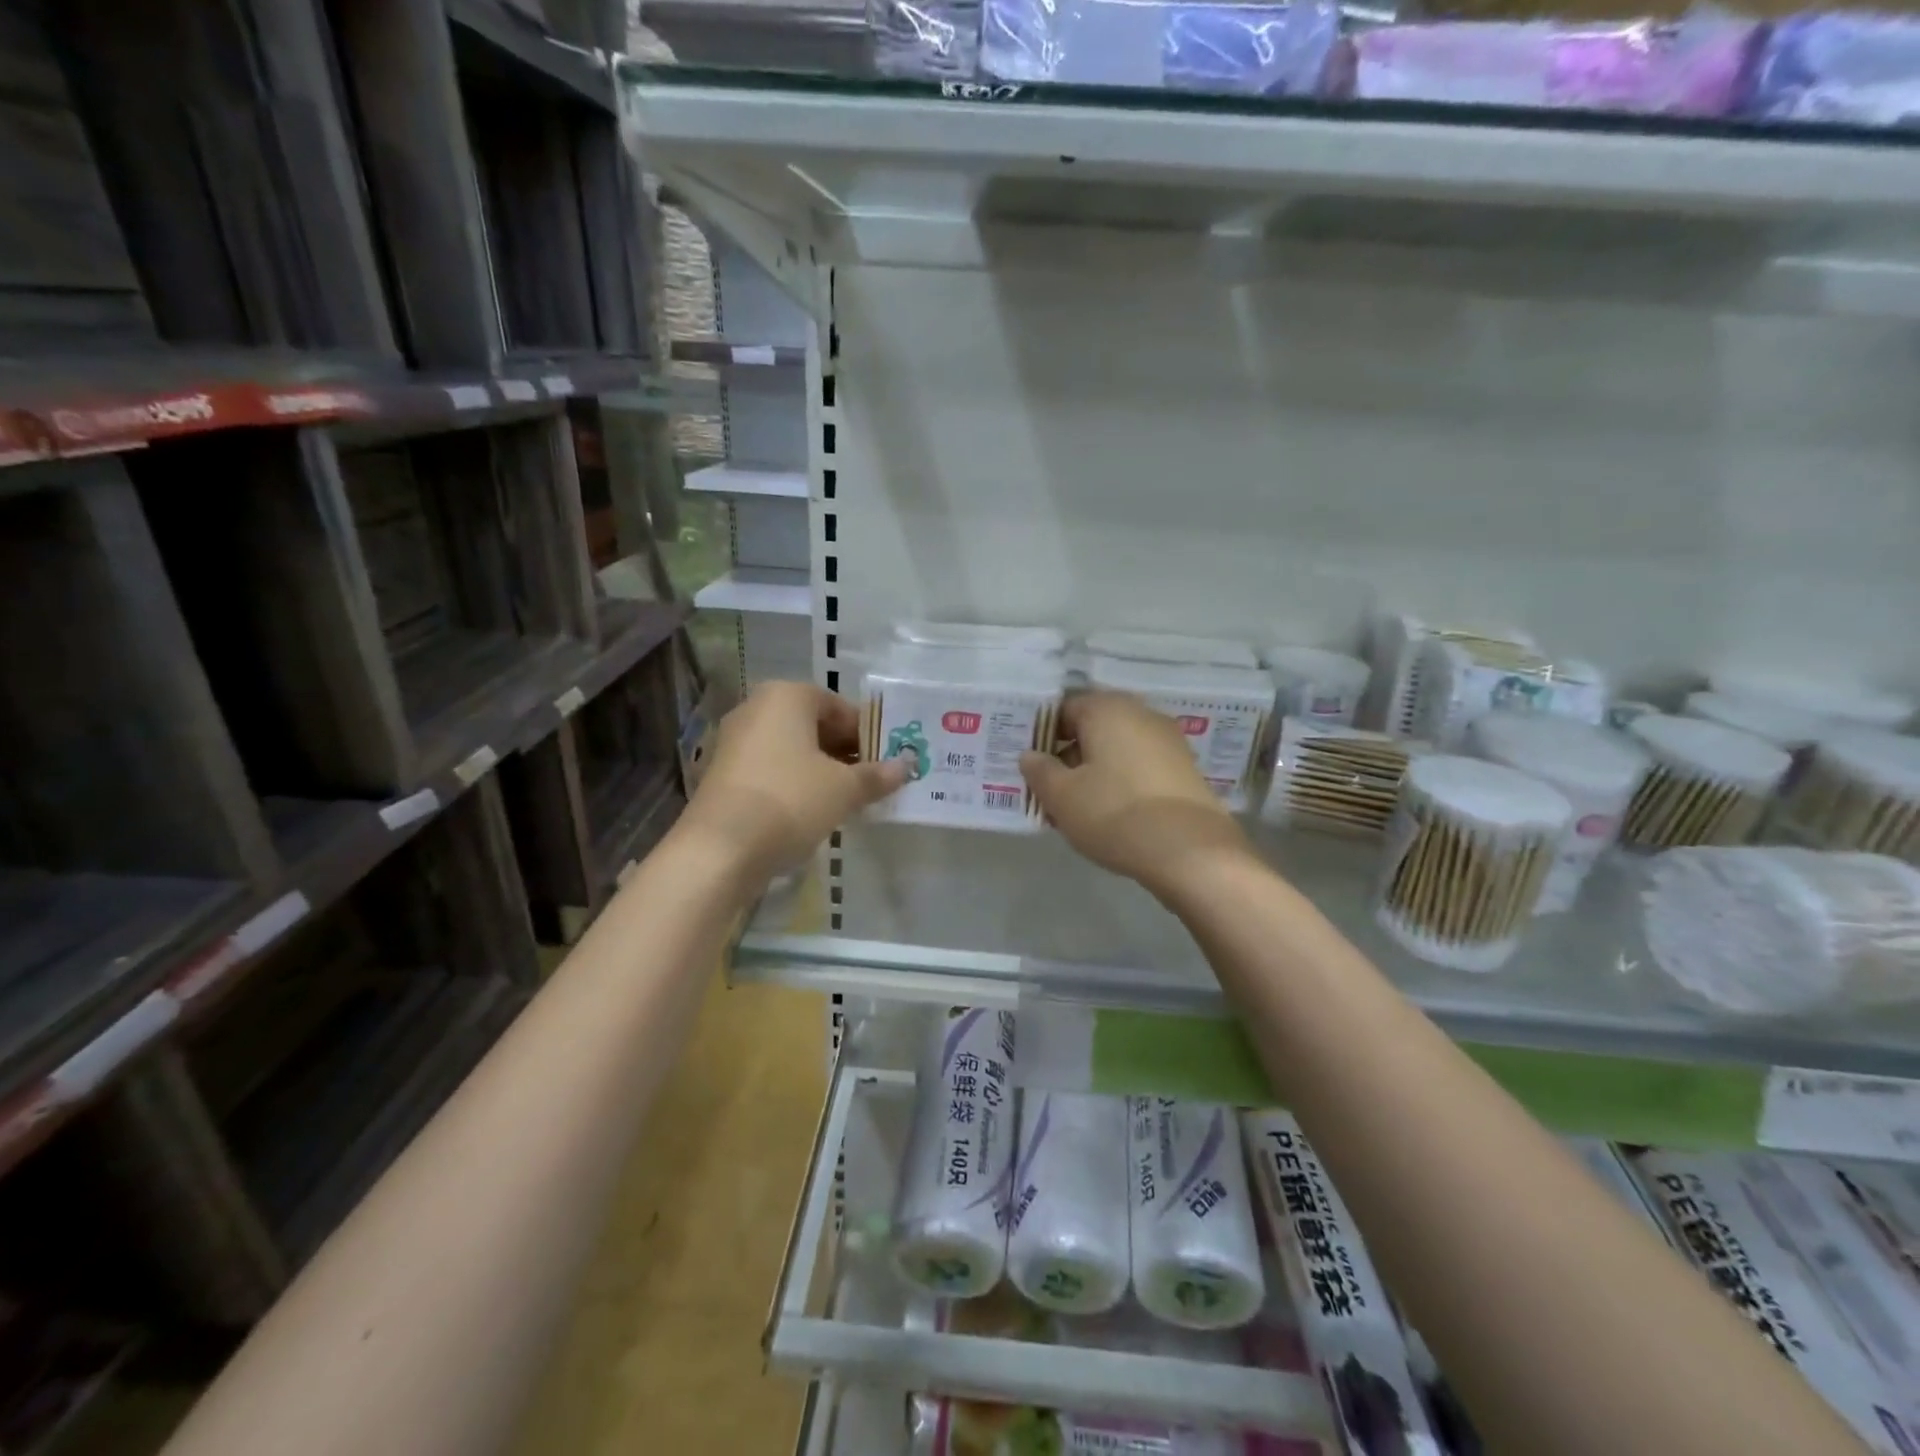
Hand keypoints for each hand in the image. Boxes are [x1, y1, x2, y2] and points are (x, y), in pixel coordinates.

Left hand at [678, 681, 909, 889]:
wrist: (720, 848)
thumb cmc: (790, 800)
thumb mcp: (844, 789)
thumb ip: (877, 775)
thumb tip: (906, 766)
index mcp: (786, 696)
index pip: (838, 706)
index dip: (866, 733)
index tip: (886, 760)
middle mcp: (756, 709)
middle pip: (812, 726)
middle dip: (843, 751)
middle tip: (870, 780)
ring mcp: (733, 741)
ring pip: (790, 749)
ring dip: (819, 769)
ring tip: (846, 799)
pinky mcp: (722, 774)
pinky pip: (770, 769)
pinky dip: (793, 783)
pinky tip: (810, 811)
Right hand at [1020, 691, 1250, 896]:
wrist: (1191, 852)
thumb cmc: (1115, 813)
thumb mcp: (1061, 796)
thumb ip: (1039, 771)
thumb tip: (1030, 756)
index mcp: (1108, 709)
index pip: (1063, 710)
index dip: (1042, 737)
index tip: (1031, 767)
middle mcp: (1141, 714)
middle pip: (1092, 730)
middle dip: (1068, 759)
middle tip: (1048, 794)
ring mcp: (1168, 742)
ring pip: (1116, 752)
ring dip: (1093, 775)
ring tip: (1075, 813)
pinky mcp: (1184, 771)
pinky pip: (1139, 769)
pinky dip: (1120, 785)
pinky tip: (1109, 817)